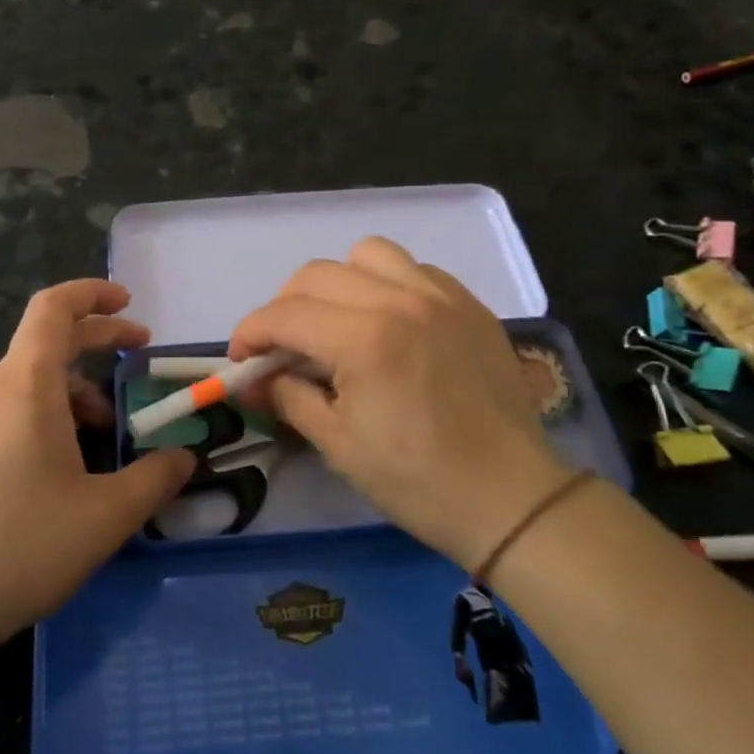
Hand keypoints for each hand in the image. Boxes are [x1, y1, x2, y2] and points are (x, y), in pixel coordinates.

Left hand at [0, 280, 192, 660]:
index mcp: (25, 386)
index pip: (53, 308)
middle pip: (46, 341)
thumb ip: (154, 481)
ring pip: (30, 382)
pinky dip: (48, 415)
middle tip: (139, 356)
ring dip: (75, 390)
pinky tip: (64, 467)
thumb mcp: (103, 517)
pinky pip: (11, 411)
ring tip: (106, 433)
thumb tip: (184, 459)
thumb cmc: (16, 547)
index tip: (129, 303)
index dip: (92, 293)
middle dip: (98, 341)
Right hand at [230, 237, 573, 574]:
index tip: (241, 361)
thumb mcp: (338, 444)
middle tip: (283, 348)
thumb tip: (250, 380)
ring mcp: (441, 296)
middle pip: (315, 274)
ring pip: (367, 255)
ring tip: (337, 322)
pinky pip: (413, 269)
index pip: (283, 314)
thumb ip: (287, 397)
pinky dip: (386, 284)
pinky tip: (388, 322)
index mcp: (364, 339)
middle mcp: (400, 300)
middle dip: (284, 308)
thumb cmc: (418, 481)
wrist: (512, 498)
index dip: (249, 334)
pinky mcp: (469, 303)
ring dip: (337, 283)